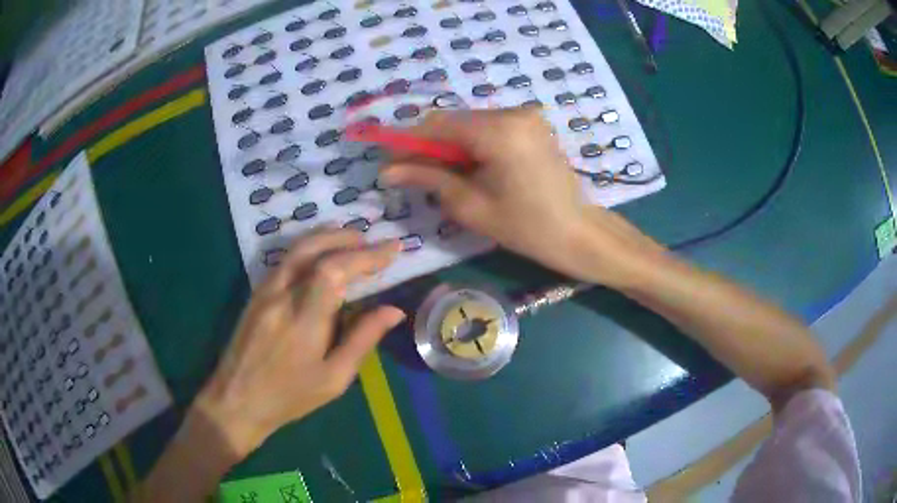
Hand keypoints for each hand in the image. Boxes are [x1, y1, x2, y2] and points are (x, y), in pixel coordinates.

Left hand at [193, 229, 404, 455]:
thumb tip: (394, 311)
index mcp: (304, 319)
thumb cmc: (290, 396)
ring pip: (295, 249)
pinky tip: (320, 256)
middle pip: (313, 249)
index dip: (366, 255)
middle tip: (371, 239)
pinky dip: (308, 249)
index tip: (392, 249)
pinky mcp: (256, 294)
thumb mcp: (334, 378)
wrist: (237, 399)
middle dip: (345, 238)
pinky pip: (284, 261)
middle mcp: (282, 296)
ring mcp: (264, 291)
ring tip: (351, 239)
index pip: (335, 270)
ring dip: (326, 238)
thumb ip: (363, 340)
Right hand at [382, 108, 662, 283]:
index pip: (438, 125)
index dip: (408, 142)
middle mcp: (513, 113)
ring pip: (471, 123)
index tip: (389, 164)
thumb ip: (429, 178)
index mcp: (499, 131)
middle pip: (455, 120)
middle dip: (429, 145)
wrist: (578, 233)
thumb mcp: (471, 206)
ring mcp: (526, 116)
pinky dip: (472, 143)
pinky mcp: (532, 125)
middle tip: (412, 173)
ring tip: (442, 175)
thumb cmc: (527, 227)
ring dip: (450, 145)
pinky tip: (469, 167)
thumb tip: (388, 171)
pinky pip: (490, 127)